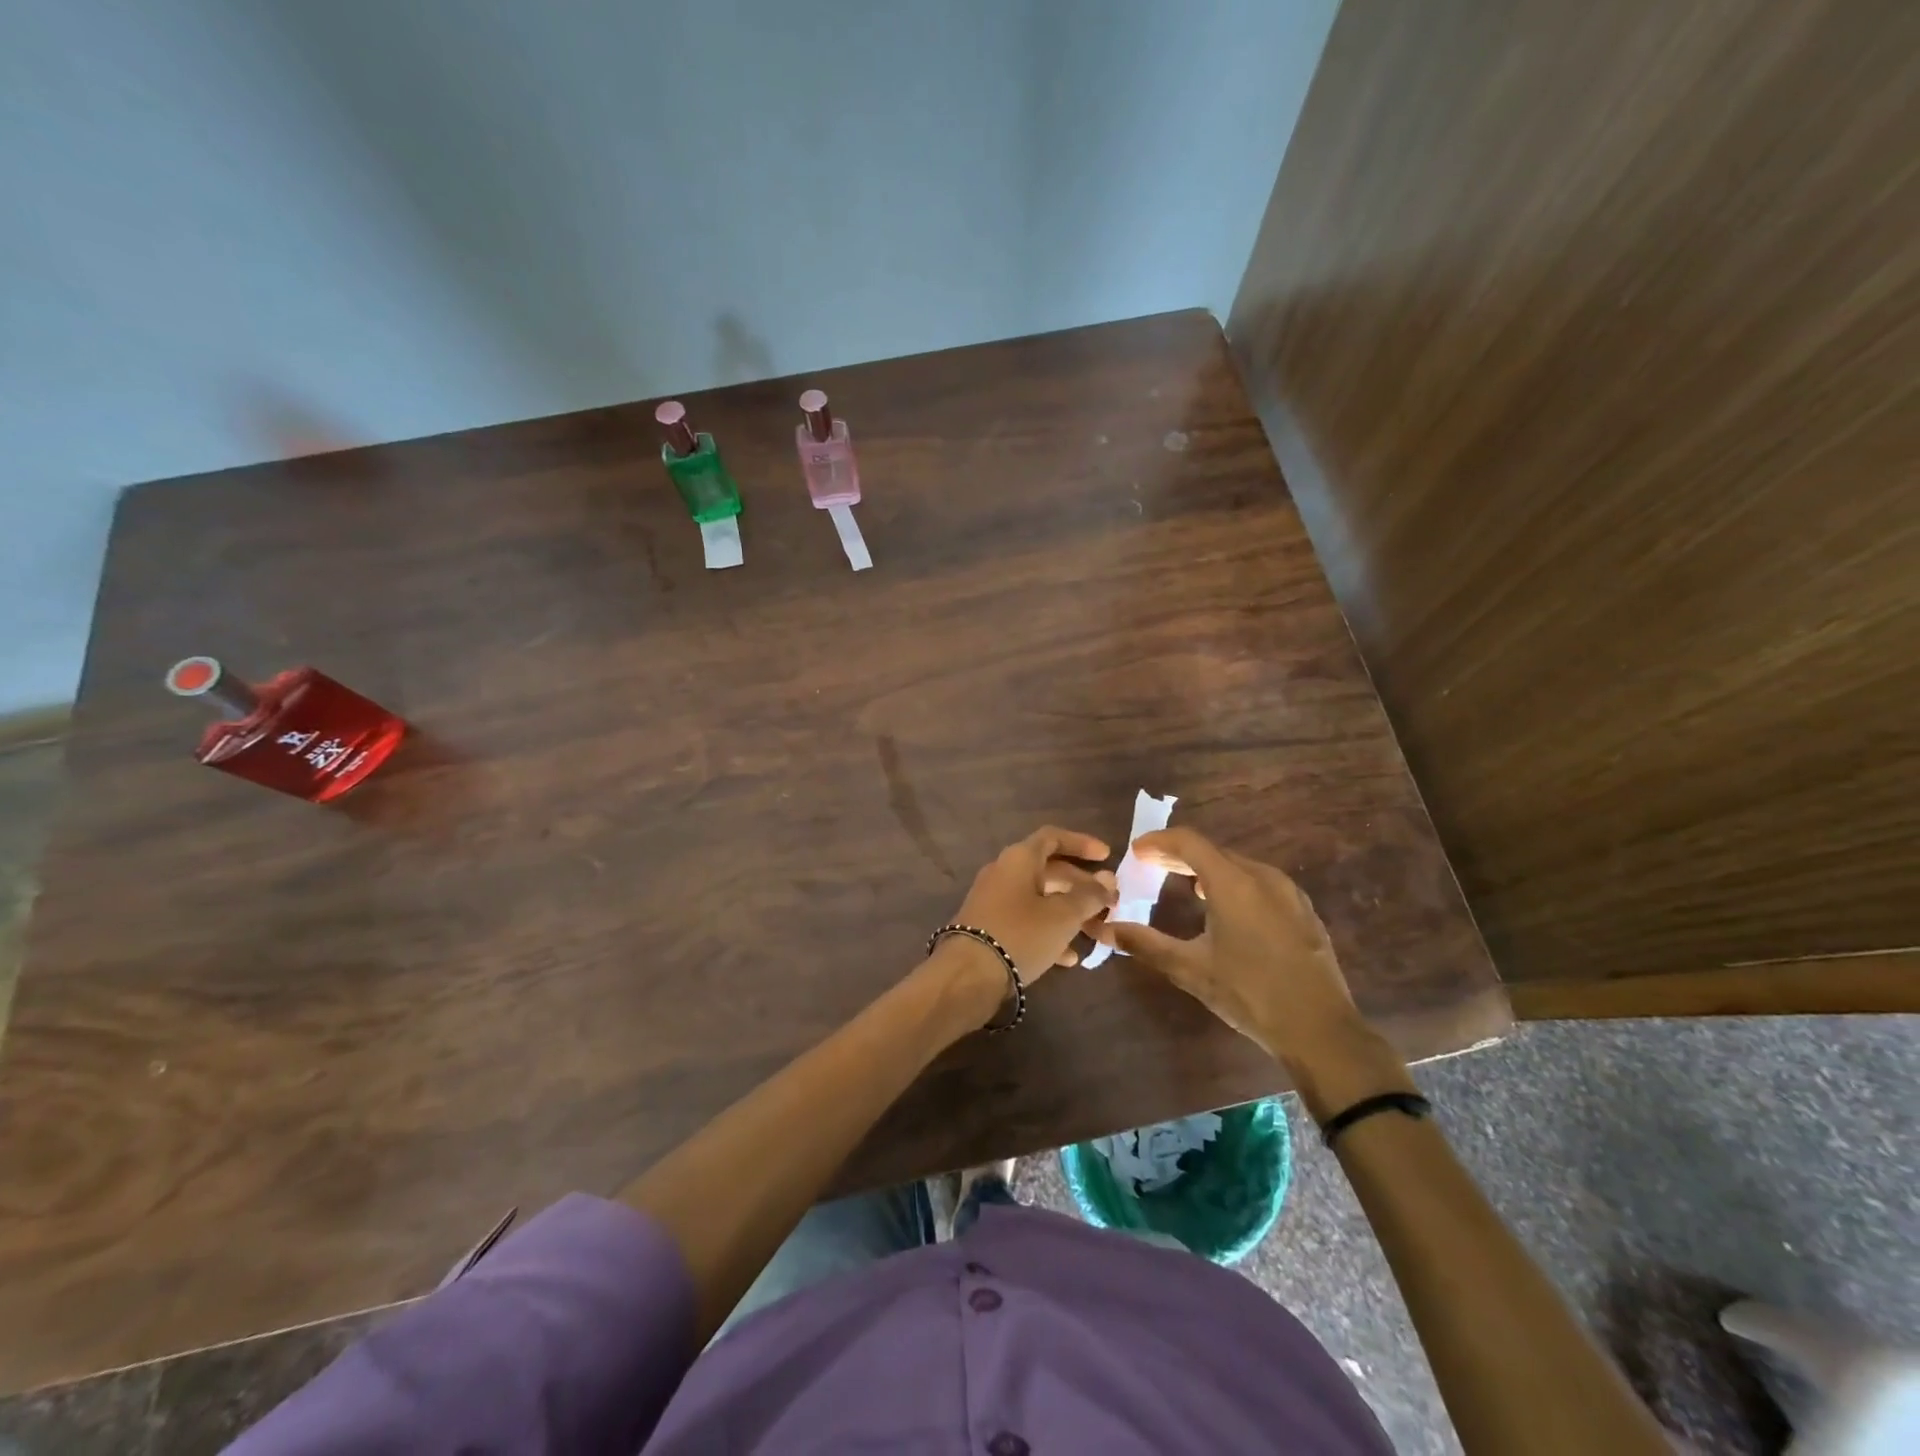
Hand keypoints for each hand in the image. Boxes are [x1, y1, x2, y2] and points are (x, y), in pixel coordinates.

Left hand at [949, 826, 1117, 983]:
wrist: (968, 974)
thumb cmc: (1021, 934)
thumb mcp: (1063, 915)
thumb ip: (1089, 895)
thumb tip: (1108, 879)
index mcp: (1019, 859)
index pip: (1053, 837)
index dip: (1081, 843)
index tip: (1107, 856)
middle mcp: (1003, 872)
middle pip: (1049, 870)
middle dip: (1081, 885)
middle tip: (1107, 902)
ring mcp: (993, 900)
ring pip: (1039, 898)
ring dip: (1068, 912)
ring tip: (1095, 932)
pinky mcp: (989, 927)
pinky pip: (1025, 921)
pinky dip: (1048, 932)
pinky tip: (1069, 958)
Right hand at [1096, 827, 1367, 1067]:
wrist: (1321, 1030)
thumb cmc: (1250, 994)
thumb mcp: (1191, 969)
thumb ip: (1145, 943)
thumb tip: (1104, 929)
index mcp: (1233, 883)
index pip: (1188, 841)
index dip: (1158, 841)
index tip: (1135, 851)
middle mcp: (1262, 876)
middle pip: (1213, 850)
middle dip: (1179, 855)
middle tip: (1151, 866)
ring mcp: (1288, 892)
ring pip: (1238, 865)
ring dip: (1207, 868)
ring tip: (1185, 884)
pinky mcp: (1303, 911)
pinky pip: (1259, 881)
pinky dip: (1233, 882)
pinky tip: (1226, 908)